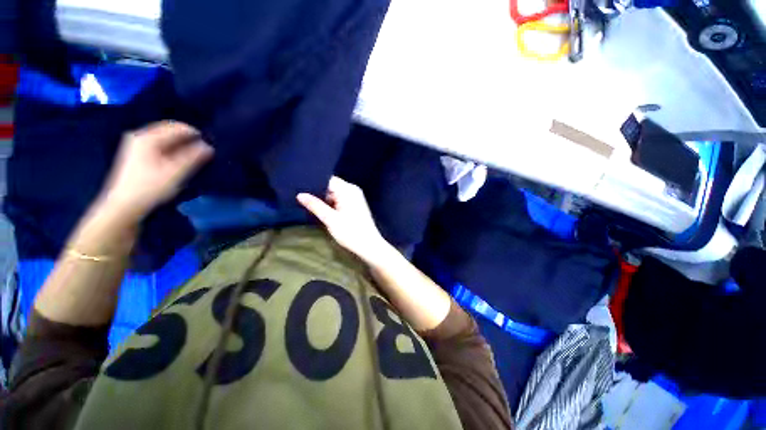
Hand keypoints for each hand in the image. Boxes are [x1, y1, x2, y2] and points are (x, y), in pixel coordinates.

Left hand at [98, 121, 212, 224]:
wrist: (124, 206)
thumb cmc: (150, 188)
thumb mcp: (176, 172)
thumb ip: (193, 157)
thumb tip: (208, 146)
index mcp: (148, 137)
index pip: (177, 127)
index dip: (196, 134)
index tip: (210, 145)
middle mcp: (140, 136)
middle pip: (170, 131)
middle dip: (188, 139)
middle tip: (204, 151)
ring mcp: (136, 145)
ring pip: (165, 138)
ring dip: (181, 145)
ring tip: (194, 157)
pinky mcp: (136, 154)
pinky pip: (159, 145)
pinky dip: (172, 150)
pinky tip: (178, 161)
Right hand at [297, 176, 388, 261]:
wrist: (369, 246)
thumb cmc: (351, 232)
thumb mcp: (330, 219)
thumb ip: (315, 205)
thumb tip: (300, 194)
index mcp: (348, 190)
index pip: (328, 180)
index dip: (314, 183)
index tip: (299, 187)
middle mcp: (352, 190)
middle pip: (331, 186)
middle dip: (317, 192)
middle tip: (300, 197)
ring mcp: (355, 198)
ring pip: (334, 193)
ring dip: (323, 199)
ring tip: (307, 203)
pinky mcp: (355, 205)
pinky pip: (339, 199)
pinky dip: (331, 204)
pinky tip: (320, 209)